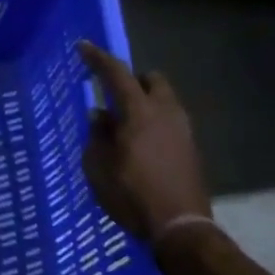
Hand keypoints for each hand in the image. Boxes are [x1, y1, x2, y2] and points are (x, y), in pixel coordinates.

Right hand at [78, 42, 211, 245]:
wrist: (180, 227)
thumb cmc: (132, 194)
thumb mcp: (99, 167)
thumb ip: (97, 135)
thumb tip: (100, 115)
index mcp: (139, 113)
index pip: (117, 74)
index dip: (98, 59)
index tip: (83, 47)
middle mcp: (166, 113)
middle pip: (152, 80)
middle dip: (132, 80)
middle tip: (113, 94)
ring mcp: (183, 130)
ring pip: (164, 100)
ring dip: (144, 102)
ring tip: (123, 125)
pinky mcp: (190, 148)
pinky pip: (169, 121)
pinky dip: (153, 122)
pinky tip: (139, 145)